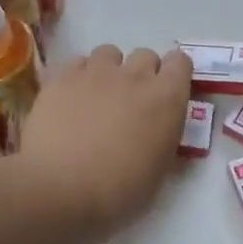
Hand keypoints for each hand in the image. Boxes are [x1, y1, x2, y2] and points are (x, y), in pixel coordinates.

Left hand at [20, 45, 191, 241]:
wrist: (61, 189)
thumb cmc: (119, 191)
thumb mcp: (158, 172)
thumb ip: (163, 141)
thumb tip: (159, 133)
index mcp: (167, 99)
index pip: (181, 62)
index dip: (174, 75)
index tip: (166, 93)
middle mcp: (135, 76)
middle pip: (145, 55)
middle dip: (142, 73)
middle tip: (130, 102)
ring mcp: (96, 73)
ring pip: (109, 53)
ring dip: (109, 70)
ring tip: (97, 96)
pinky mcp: (62, 77)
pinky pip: (77, 63)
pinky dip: (78, 76)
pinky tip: (71, 99)